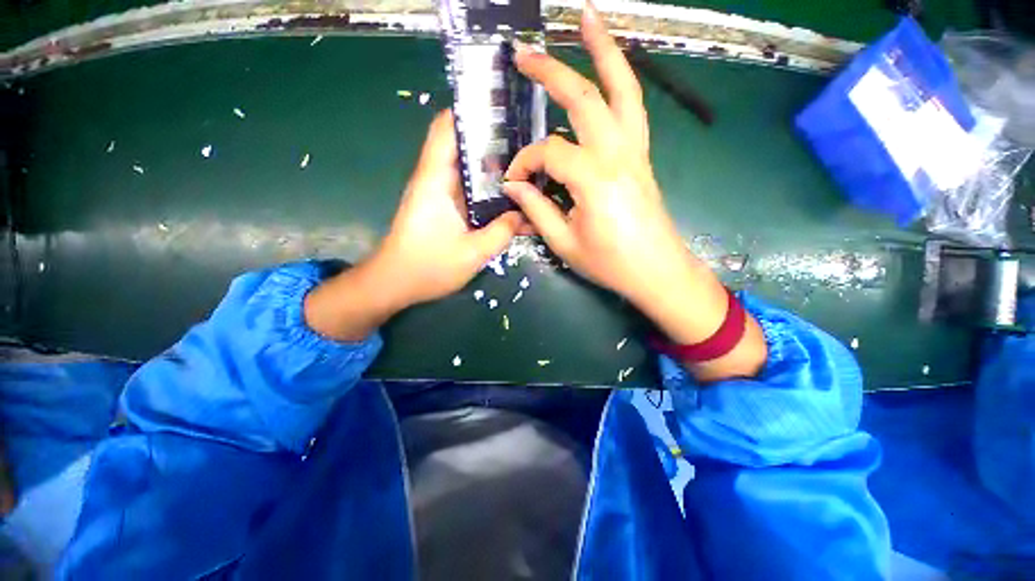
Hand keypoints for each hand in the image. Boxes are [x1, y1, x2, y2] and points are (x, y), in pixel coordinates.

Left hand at [373, 110, 521, 306]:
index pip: (447, 129)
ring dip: (493, 168)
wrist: (395, 284)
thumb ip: (501, 232)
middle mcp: (436, 179)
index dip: (472, 113)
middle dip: (494, 141)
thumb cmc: (427, 268)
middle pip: (464, 146)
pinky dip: (488, 190)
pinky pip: (469, 190)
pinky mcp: (444, 208)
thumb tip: (523, 214)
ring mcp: (440, 194)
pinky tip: (510, 197)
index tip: (504, 111)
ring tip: (526, 167)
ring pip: (469, 169)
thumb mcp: (472, 253)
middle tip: (528, 144)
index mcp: (435, 180)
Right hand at [502, 3, 687, 311]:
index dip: (525, 163)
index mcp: (594, 180)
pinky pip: (633, 108)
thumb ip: (537, 210)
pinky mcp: (642, 155)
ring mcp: (636, 151)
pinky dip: (622, 80)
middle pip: (584, 99)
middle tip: (524, 54)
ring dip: (604, 51)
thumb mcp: (565, 243)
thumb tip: (514, 186)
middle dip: (551, 72)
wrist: (657, 271)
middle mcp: (618, 154)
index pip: (549, 153)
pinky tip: (610, 69)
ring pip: (623, 89)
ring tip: (587, 19)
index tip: (513, 181)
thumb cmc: (610, 264)